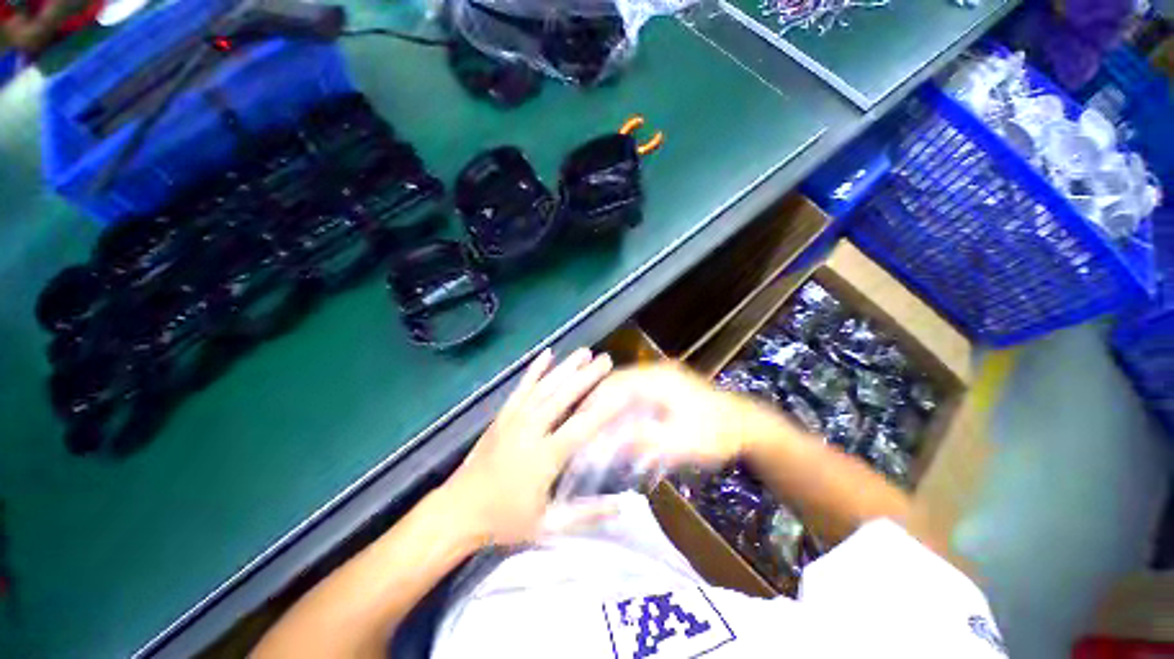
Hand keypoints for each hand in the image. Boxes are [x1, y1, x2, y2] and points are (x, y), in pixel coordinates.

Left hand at [443, 348, 617, 546]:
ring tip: (584, 352)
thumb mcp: (549, 526)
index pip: (582, 427)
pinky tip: (546, 353)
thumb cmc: (505, 520)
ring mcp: (514, 419)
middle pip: (564, 397)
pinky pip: (521, 387)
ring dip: (566, 367)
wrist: (457, 511)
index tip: (624, 392)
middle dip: (587, 376)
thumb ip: (587, 515)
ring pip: (545, 386)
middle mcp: (531, 430)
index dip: (605, 409)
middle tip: (606, 360)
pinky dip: (534, 369)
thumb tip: (622, 505)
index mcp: (545, 457)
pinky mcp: (502, 415)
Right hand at [579, 362, 798, 468]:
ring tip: (592, 420)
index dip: (593, 400)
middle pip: (616, 380)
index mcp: (658, 379)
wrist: (747, 426)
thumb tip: (607, 442)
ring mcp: (662, 376)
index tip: (576, 418)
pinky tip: (615, 417)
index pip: (615, 384)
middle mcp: (656, 371)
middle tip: (579, 420)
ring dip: (608, 400)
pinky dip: (621, 402)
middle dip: (596, 399)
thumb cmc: (715, 435)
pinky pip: (634, 389)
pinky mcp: (666, 385)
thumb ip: (644, 440)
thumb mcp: (681, 443)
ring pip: (624, 384)